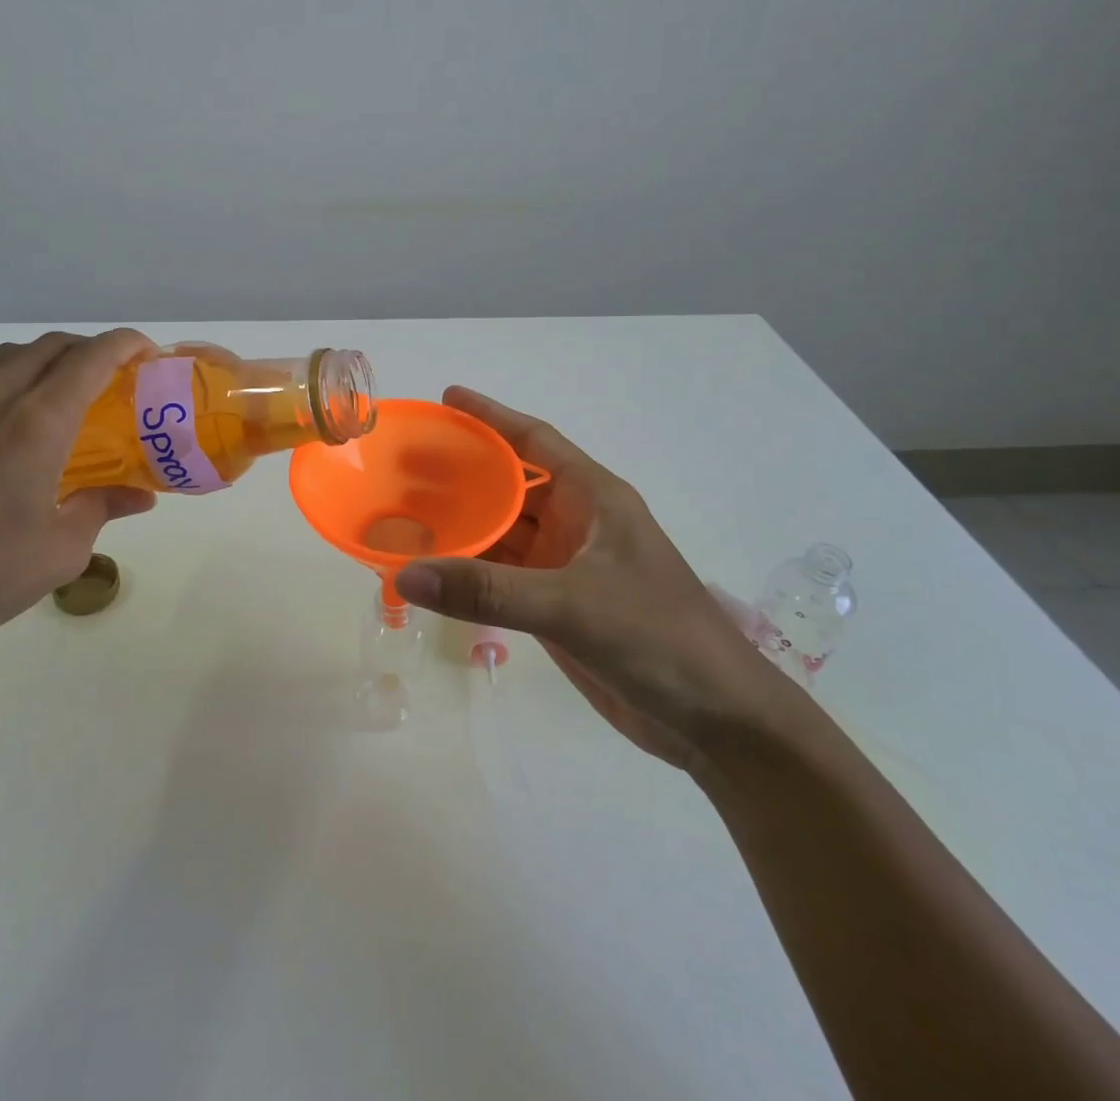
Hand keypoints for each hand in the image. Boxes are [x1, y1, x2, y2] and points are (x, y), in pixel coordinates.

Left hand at [0, 330, 156, 661]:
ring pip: (5, 360)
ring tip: (61, 399)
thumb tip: (139, 496)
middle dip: (89, 349)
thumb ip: (102, 508)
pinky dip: (5, 389)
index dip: (126, 344)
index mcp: (35, 423)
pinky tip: (6, 439)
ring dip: (44, 363)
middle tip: (112, 379)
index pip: (90, 358)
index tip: (148, 353)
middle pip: (48, 347)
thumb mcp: (61, 550)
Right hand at [393, 387, 790, 769]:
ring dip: (462, 525)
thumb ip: (487, 591)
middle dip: (462, 473)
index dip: (491, 416)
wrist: (716, 720)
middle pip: (510, 485)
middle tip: (404, 465)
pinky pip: (503, 576)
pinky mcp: (558, 606)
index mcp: (594, 497)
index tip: (446, 399)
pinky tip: (433, 571)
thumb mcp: (572, 605)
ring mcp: (567, 567)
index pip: (535, 440)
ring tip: (405, 514)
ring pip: (503, 533)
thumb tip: (406, 574)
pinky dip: (470, 572)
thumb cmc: (657, 638)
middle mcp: (578, 523)